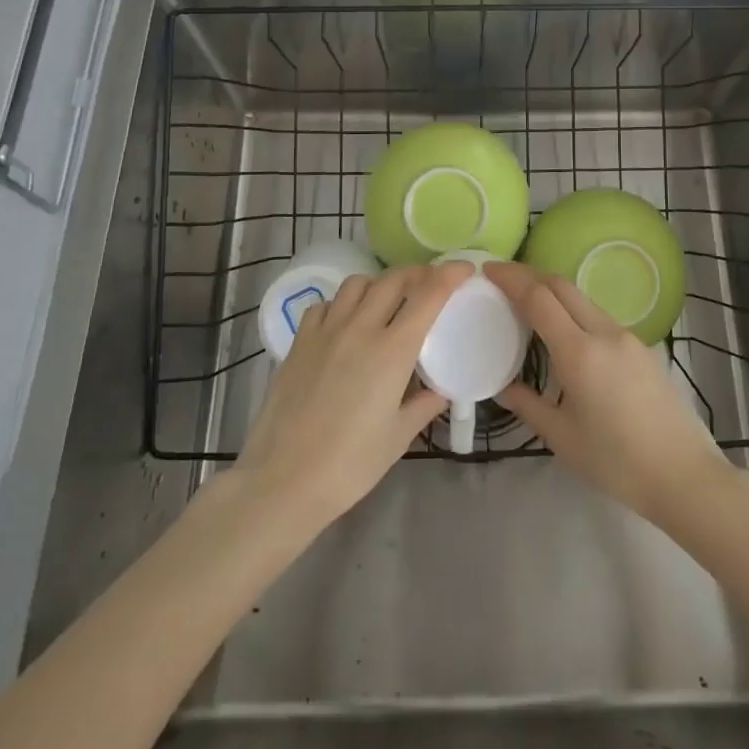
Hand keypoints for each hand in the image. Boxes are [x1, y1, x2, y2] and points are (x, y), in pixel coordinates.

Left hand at [233, 262, 467, 532]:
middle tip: (430, 284)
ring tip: (387, 302)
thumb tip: (441, 390)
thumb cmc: (350, 465)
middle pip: (394, 280)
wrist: (283, 480)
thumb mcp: (398, 437)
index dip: (450, 274)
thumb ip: (424, 405)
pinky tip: (345, 323)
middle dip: (418, 274)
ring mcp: (326, 331)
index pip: (428, 295)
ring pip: (358, 284)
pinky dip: (343, 304)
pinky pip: (326, 304)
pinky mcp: (299, 342)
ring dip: (379, 284)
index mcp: (393, 350)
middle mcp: (361, 328)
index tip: (464, 269)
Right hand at [487, 261, 733, 528]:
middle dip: (530, 276)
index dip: (511, 278)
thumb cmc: (617, 462)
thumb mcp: (562, 438)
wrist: (685, 476)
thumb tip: (503, 386)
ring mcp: (628, 338)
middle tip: (502, 281)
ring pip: (583, 299)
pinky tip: (565, 332)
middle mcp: (604, 333)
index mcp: (580, 352)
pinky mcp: (643, 349)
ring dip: (553, 291)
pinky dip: (573, 310)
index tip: (488, 270)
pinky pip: (599, 316)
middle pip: (562, 286)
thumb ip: (528, 405)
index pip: (539, 297)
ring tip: (528, 304)